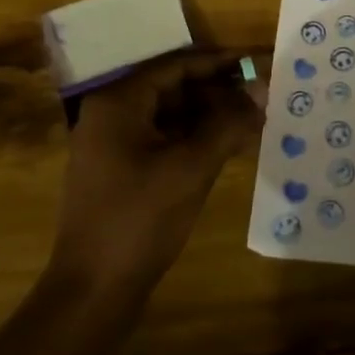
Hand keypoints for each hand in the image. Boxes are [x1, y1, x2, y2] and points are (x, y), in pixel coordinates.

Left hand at [49, 52, 258, 291]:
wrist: (93, 291)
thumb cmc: (140, 220)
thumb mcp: (192, 167)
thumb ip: (228, 122)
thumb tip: (261, 87)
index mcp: (119, 102)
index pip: (178, 65)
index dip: (221, 63)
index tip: (258, 63)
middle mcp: (111, 114)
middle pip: (174, 88)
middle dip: (219, 91)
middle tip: (262, 95)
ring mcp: (113, 144)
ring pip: (171, 114)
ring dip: (210, 115)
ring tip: (253, 119)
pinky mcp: (120, 170)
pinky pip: (163, 139)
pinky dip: (195, 138)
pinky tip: (228, 146)